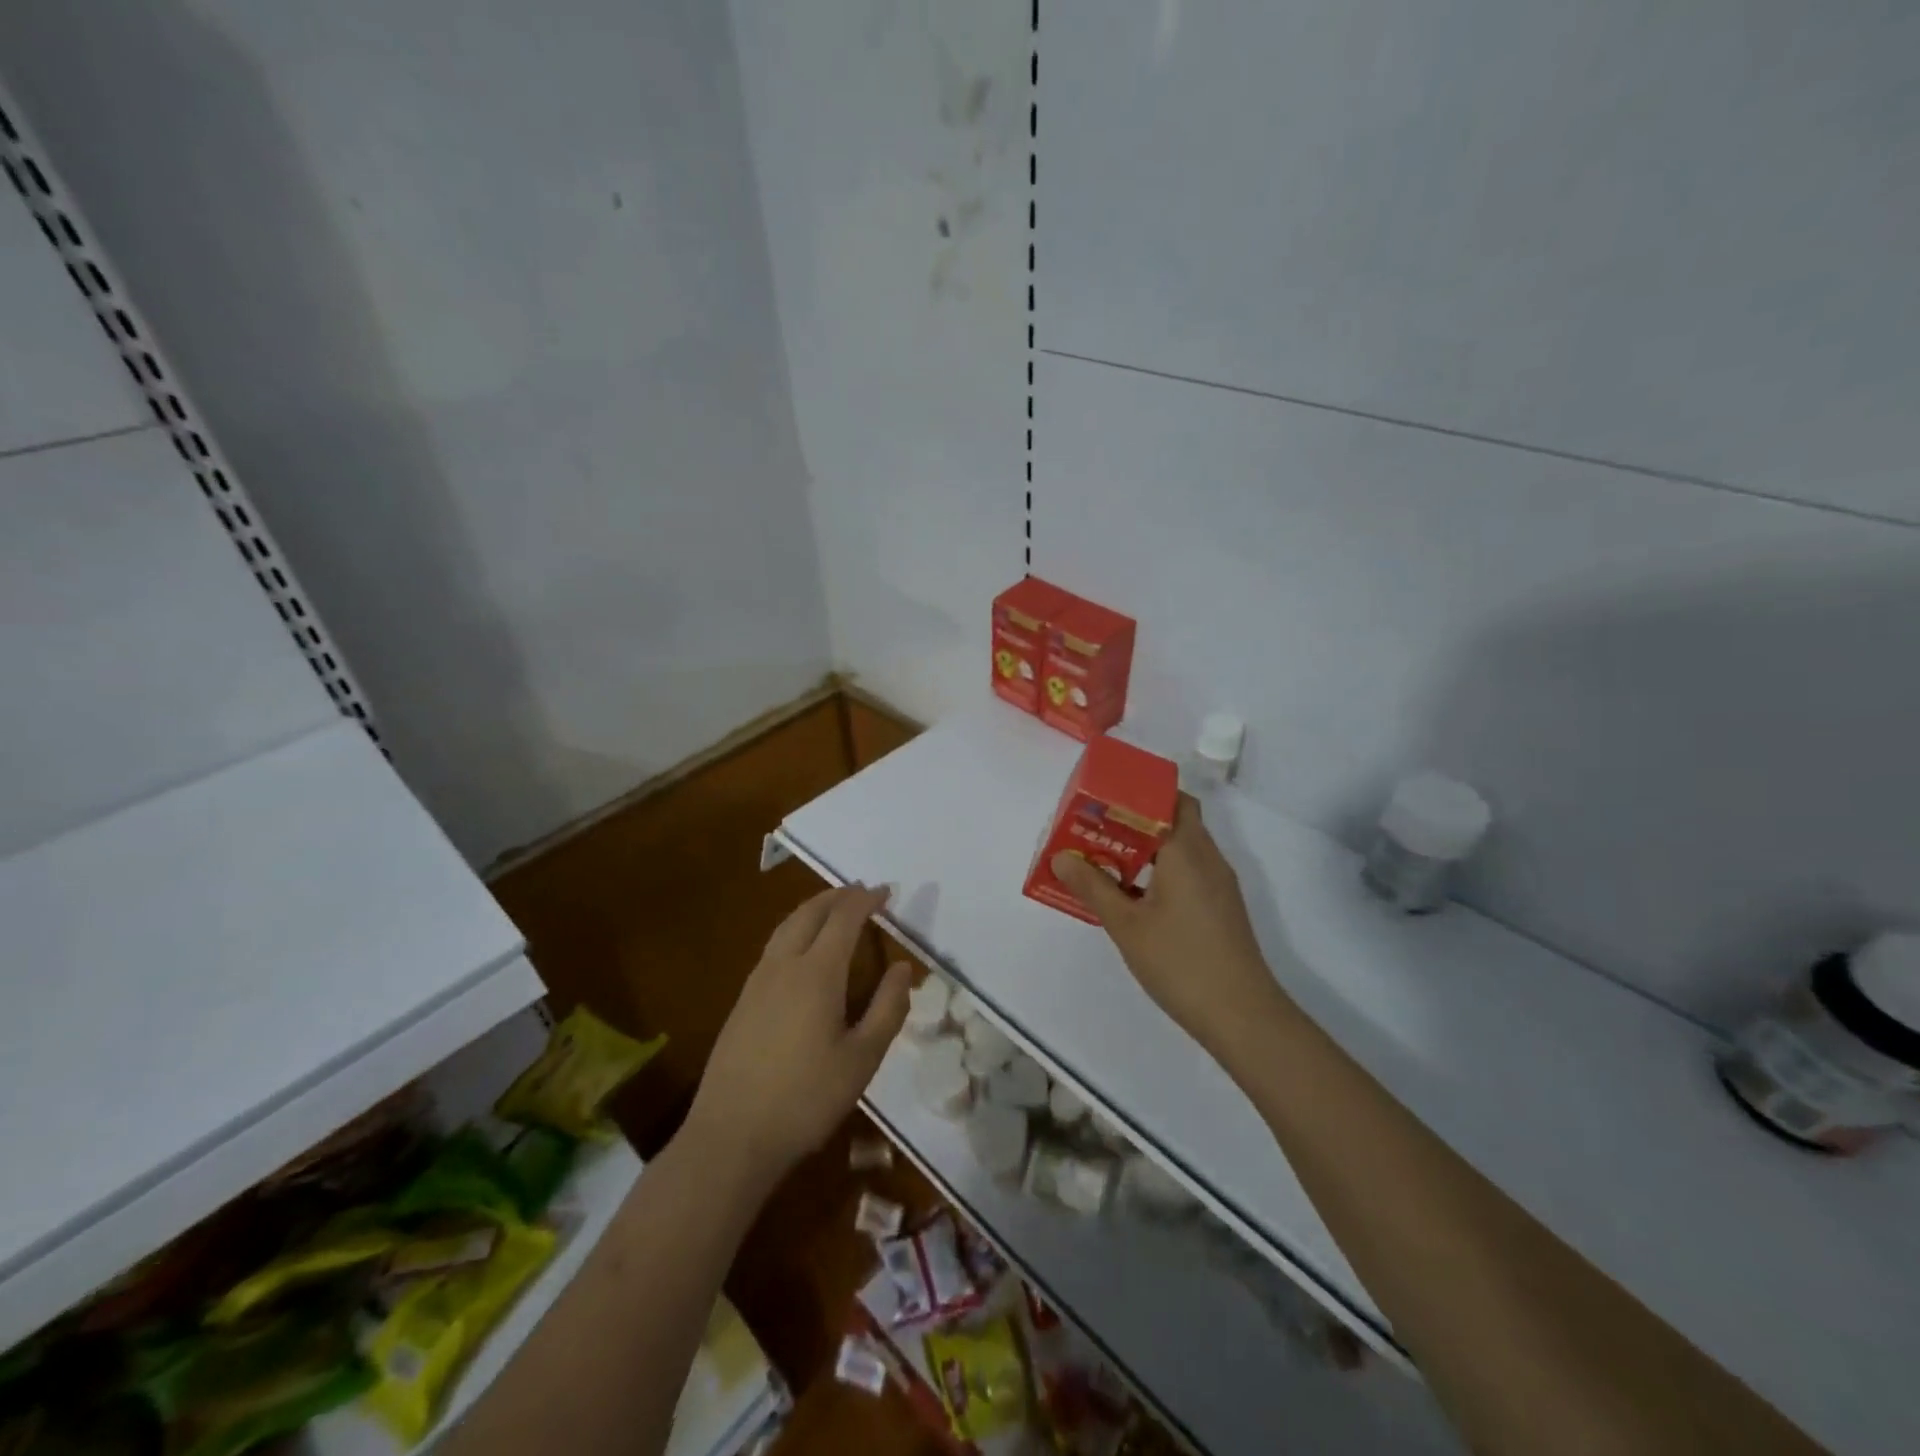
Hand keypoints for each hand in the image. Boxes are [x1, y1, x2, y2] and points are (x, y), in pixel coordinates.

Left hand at [686, 884, 909, 1178]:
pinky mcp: (742, 1001)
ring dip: (813, 910)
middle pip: (810, 913)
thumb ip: (888, 1009)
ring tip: (834, 911)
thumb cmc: (806, 1098)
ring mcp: (757, 981)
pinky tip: (802, 951)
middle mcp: (784, 965)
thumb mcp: (862, 1059)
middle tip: (861, 892)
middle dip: (837, 896)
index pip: (844, 919)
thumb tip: (902, 968)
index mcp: (817, 973)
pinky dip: (796, 930)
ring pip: (787, 926)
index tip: (886, 891)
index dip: (866, 900)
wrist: (730, 1135)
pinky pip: (774, 947)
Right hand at [1052, 795, 1284, 1058]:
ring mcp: (1218, 884)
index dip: (1137, 793)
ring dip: (1146, 847)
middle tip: (1096, 828)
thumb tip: (1061, 857)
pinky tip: (1132, 893)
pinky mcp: (1220, 906)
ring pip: (1181, 847)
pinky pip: (1188, 871)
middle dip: (1135, 819)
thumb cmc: (1180, 962)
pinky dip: (1160, 869)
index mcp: (1187, 850)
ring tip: (1105, 858)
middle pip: (1175, 819)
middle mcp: (1208, 858)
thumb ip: (1093, 887)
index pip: (1169, 799)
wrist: (1241, 1015)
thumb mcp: (1126, 925)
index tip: (1103, 798)